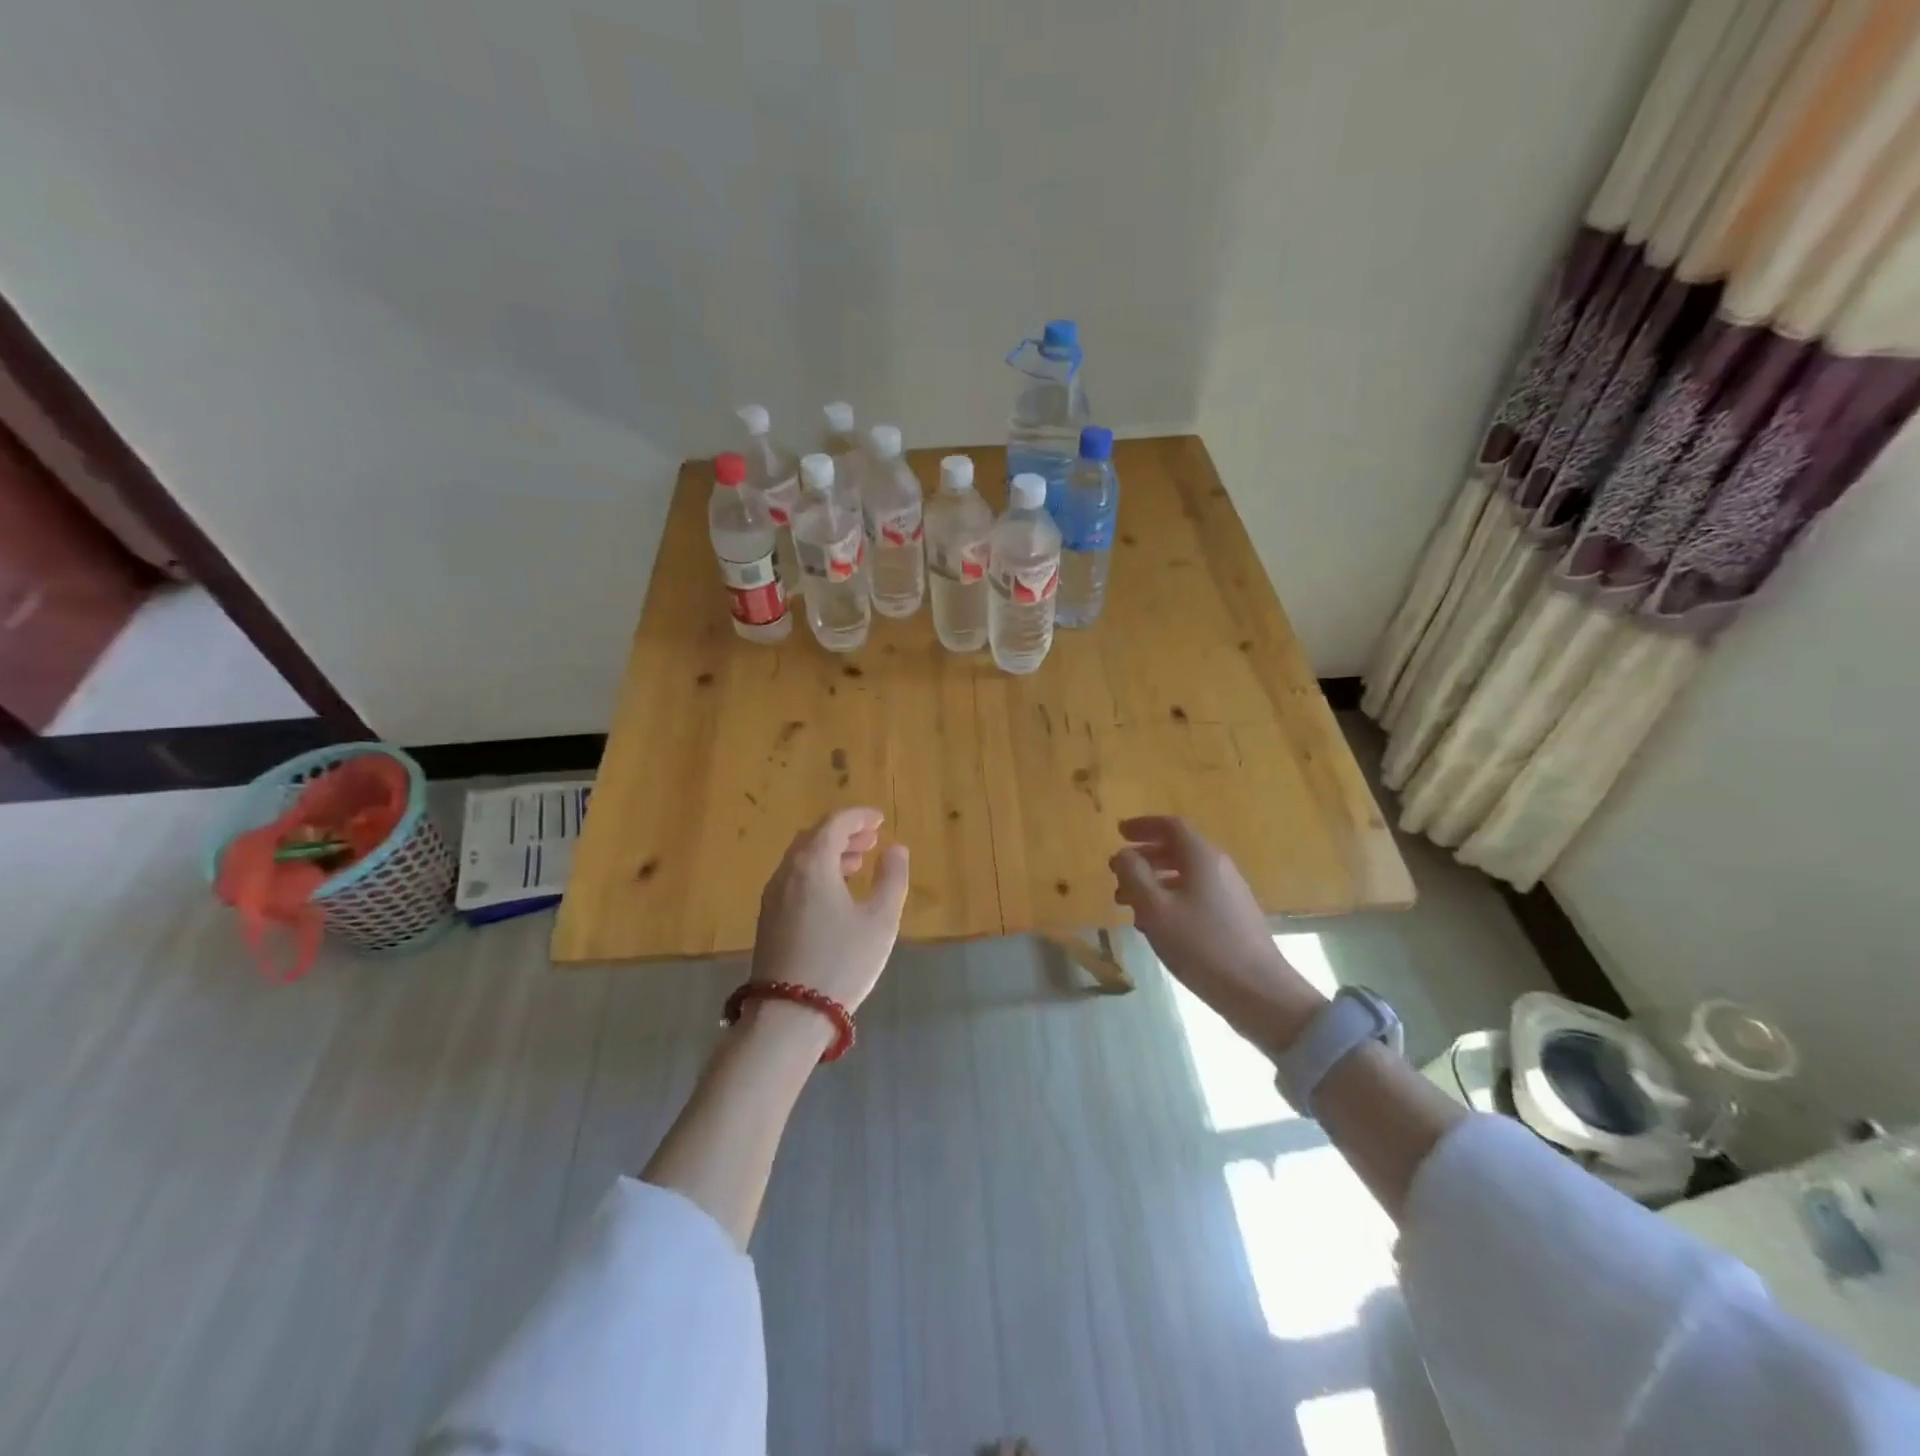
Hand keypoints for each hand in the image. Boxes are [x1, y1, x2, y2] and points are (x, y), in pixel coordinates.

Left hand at [751, 807, 909, 1014]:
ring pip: (801, 859)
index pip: (835, 823)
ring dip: (830, 853)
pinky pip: (794, 878)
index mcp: (813, 864)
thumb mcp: (880, 921)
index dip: (859, 816)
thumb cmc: (842, 962)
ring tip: (858, 863)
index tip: (880, 820)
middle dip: (844, 833)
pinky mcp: (768, 919)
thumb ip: (892, 879)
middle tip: (872, 840)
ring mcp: (772, 896)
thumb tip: (895, 849)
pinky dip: (816, 872)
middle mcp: (787, 872)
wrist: (788, 1015)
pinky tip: (835, 893)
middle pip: (814, 837)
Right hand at [1109, 815, 1324, 1056]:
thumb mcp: (1155, 908)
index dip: (1143, 826)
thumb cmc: (1201, 945)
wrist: (1258, 991)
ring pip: (1185, 875)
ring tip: (1128, 904)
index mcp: (1202, 857)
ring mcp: (1230, 893)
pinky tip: (1156, 924)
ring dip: (1154, 881)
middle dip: (1144, 857)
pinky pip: (1195, 894)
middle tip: (1117, 873)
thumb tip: (1124, 853)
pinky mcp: (1233, 917)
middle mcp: (1219, 867)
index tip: (1119, 833)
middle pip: (1178, 849)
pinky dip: (1170, 898)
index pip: (1171, 826)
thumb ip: (1134, 875)